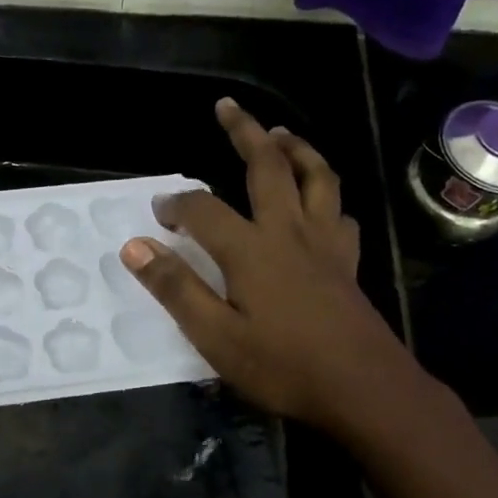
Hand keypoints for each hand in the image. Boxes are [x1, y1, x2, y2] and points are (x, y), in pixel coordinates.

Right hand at [120, 98, 420, 436]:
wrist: (363, 389)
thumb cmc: (283, 366)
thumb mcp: (215, 336)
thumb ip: (175, 288)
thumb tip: (134, 247)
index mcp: (251, 249)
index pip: (203, 209)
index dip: (177, 204)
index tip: (159, 212)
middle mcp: (289, 231)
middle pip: (268, 166)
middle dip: (245, 133)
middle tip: (227, 108)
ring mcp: (325, 243)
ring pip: (316, 177)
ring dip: (296, 149)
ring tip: (279, 134)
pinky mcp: (347, 261)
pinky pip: (339, 212)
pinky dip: (326, 195)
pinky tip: (319, 202)